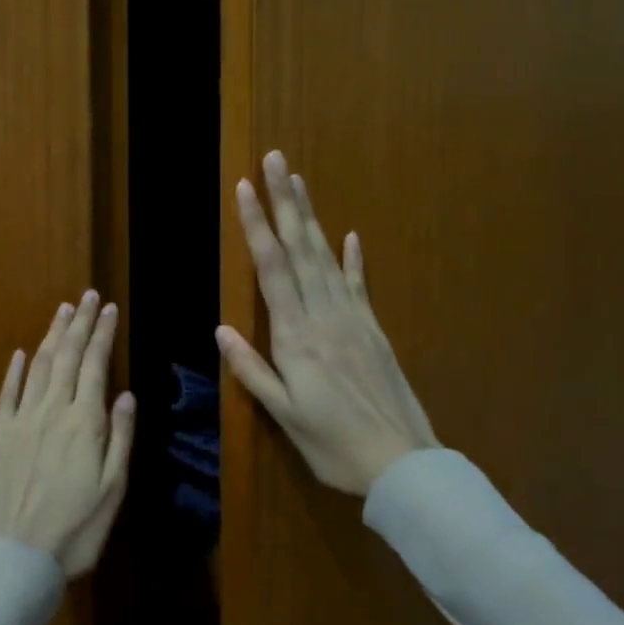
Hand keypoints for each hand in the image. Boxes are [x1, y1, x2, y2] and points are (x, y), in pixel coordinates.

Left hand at [0, 291, 136, 576]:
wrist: (16, 557)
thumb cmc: (76, 529)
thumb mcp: (113, 489)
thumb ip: (120, 437)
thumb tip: (126, 394)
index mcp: (84, 423)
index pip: (96, 365)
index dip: (103, 334)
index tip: (109, 309)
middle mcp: (52, 411)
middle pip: (67, 357)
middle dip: (79, 324)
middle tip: (87, 297)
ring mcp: (21, 421)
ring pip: (39, 367)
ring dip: (52, 336)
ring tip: (62, 311)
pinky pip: (7, 394)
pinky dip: (15, 371)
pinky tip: (21, 354)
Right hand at [217, 151, 437, 495]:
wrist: (402, 462)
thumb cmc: (333, 444)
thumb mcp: (284, 416)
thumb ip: (252, 370)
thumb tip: (222, 329)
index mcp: (297, 337)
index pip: (272, 269)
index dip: (257, 226)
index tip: (245, 189)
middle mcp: (325, 316)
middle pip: (301, 249)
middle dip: (285, 203)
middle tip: (275, 161)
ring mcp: (354, 319)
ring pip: (328, 258)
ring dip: (312, 218)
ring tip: (299, 184)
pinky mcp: (374, 330)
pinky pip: (360, 285)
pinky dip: (353, 259)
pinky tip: (350, 236)